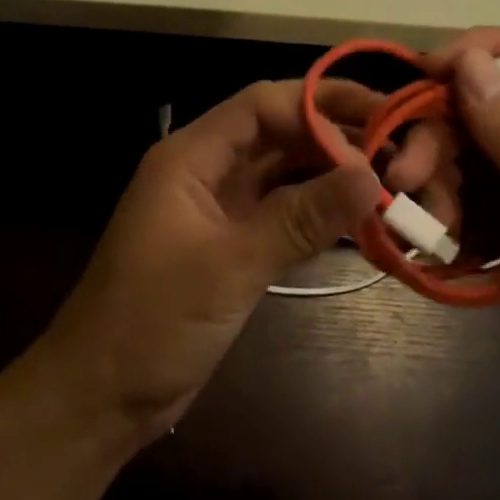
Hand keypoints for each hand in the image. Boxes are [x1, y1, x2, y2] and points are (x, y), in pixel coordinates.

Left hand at [39, 80, 381, 446]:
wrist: (100, 397)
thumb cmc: (152, 320)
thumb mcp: (230, 265)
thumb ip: (300, 218)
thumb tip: (370, 176)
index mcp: (191, 157)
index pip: (262, 105)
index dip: (321, 102)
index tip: (379, 115)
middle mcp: (206, 172)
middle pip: (276, 134)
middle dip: (333, 137)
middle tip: (398, 148)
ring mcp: (218, 210)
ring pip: (282, 174)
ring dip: (329, 175)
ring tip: (390, 179)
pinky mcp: (230, 245)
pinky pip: (281, 213)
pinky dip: (317, 213)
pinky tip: (359, 219)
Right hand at [388, 29, 499, 426]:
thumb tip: (468, 58)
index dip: (481, 51)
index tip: (423, 74)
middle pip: (488, 110)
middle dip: (441, 139)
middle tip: (404, 178)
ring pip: (472, 157)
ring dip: (441, 185)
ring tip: (429, 228)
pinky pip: (474, 200)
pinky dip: (453, 218)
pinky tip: (446, 249)